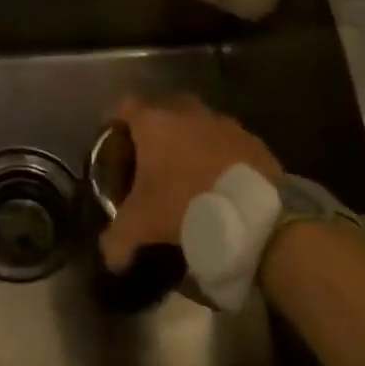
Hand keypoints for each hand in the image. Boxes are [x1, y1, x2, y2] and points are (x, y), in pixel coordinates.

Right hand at [99, 95, 279, 272]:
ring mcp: (223, 123)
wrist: (254, 214)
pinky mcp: (252, 140)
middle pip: (162, 109)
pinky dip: (218, 155)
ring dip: (189, 141)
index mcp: (154, 123)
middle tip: (148, 156)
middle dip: (154, 128)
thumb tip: (110, 259)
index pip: (123, 105)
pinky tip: (217, 181)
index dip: (113, 120)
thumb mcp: (141, 226)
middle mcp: (187, 113)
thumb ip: (117, 239)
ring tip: (186, 172)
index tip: (110, 139)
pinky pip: (226, 141)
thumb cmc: (184, 205)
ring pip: (197, 123)